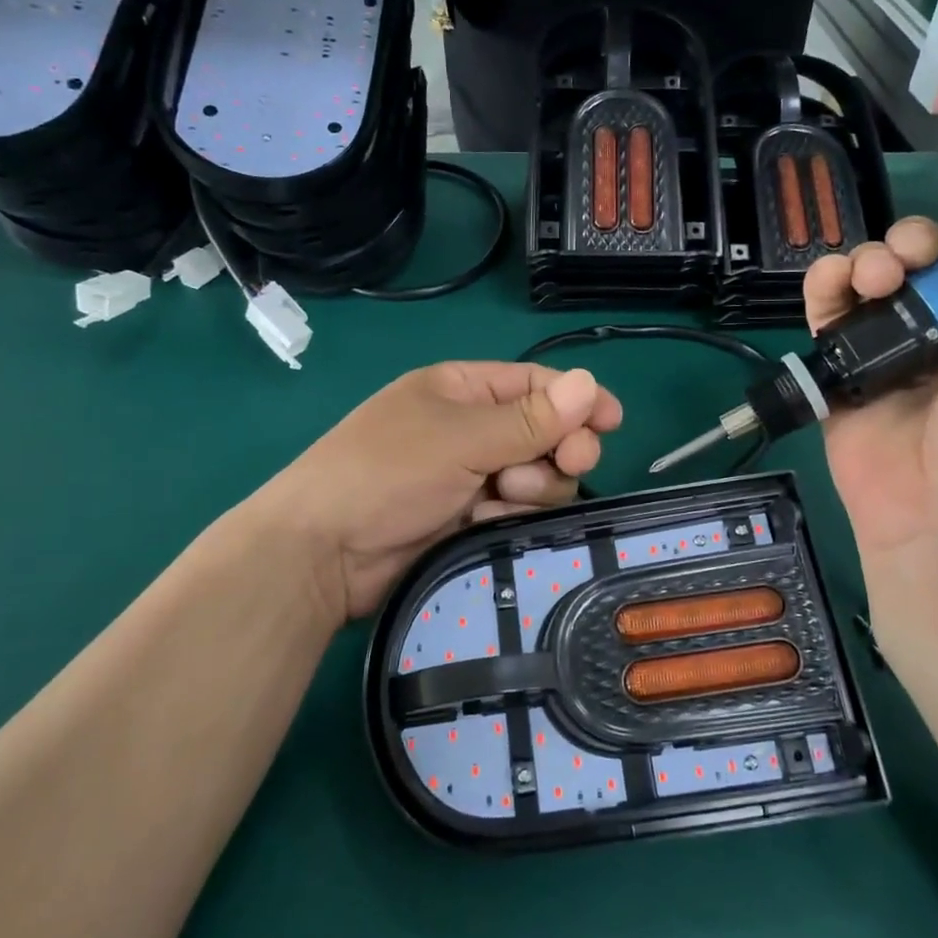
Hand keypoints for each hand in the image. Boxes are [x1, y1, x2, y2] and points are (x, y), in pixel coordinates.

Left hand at [257, 363, 621, 620]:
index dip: (577, 399)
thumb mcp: (461, 438)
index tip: (613, 421)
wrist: (324, 554)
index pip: (536, 384)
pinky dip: (513, 515)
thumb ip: (530, 419)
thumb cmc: (387, 472)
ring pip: (538, 477)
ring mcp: (472, 477)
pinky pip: (518, 512)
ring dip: (534, 486)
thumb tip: (590, 382)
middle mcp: (472, 430)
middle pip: (546, 432)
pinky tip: (489, 521)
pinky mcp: (472, 520)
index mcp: (462, 391)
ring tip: (503, 496)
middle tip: (568, 463)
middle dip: (560, 448)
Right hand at [804, 164, 937, 582]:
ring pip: (868, 281)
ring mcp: (889, 354)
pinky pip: (826, 318)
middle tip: (907, 266)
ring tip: (870, 282)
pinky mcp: (841, 376)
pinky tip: (831, 287)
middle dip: (910, 243)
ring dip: (865, 261)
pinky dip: (823, 290)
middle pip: (920, 259)